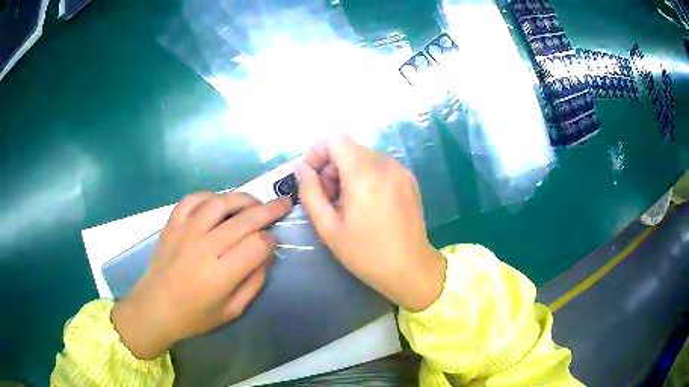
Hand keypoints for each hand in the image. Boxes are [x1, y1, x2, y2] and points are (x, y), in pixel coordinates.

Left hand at [111, 192, 291, 358]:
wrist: (155, 307)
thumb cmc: (195, 316)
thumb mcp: (232, 311)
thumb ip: (254, 282)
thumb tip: (267, 254)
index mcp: (221, 275)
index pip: (257, 245)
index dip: (271, 240)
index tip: (273, 241)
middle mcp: (204, 248)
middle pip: (244, 220)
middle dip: (269, 210)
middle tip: (283, 203)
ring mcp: (185, 231)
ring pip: (220, 202)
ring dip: (242, 198)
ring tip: (254, 202)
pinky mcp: (172, 224)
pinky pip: (193, 199)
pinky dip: (210, 196)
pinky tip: (219, 202)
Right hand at [294, 135, 445, 311]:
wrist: (410, 268)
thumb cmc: (365, 253)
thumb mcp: (328, 227)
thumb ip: (310, 192)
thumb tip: (301, 168)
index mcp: (364, 174)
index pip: (336, 139)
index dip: (318, 151)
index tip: (311, 175)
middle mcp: (385, 164)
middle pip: (349, 148)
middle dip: (331, 166)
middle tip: (327, 197)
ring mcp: (400, 170)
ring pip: (364, 156)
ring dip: (348, 171)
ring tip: (346, 202)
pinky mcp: (409, 179)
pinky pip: (380, 166)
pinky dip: (366, 175)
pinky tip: (366, 203)